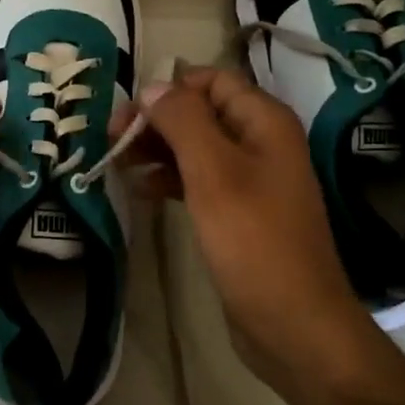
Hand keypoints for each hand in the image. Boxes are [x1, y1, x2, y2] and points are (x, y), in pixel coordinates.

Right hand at [116, 66, 366, 380]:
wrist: (292, 323)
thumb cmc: (253, 241)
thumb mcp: (213, 173)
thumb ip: (182, 122)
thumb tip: (153, 87)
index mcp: (263, 122)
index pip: (211, 80)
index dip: (168, 89)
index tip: (128, 114)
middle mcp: (260, 142)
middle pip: (200, 112)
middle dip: (156, 120)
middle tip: (112, 140)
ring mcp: (250, 179)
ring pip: (195, 147)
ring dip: (157, 149)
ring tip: (118, 164)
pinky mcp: (237, 212)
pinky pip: (198, 180)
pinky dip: (169, 179)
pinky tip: (141, 191)